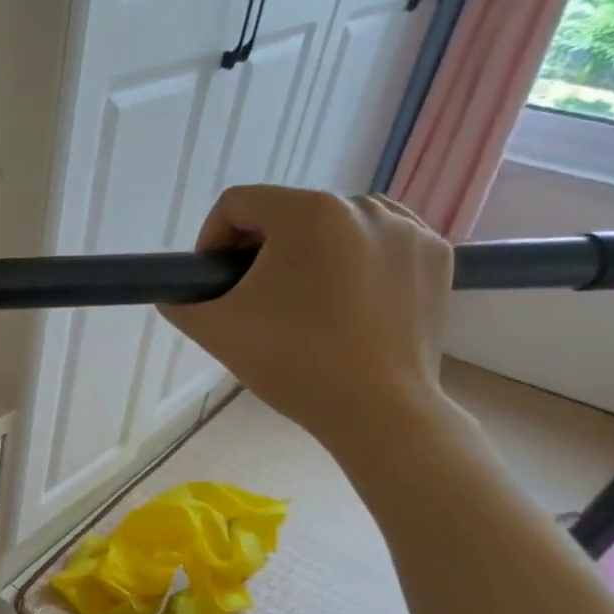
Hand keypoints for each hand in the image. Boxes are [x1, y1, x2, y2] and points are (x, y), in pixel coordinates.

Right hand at [160, 186, 454, 456]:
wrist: (378, 411)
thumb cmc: (291, 362)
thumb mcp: (214, 329)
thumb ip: (179, 300)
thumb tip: (177, 292)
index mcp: (307, 213)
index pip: (238, 203)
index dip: (212, 239)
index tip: (214, 282)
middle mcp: (363, 205)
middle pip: (287, 212)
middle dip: (261, 249)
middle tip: (255, 298)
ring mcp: (408, 228)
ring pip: (334, 224)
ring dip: (309, 252)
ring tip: (303, 300)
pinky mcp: (436, 255)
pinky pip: (379, 241)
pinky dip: (356, 261)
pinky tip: (346, 301)